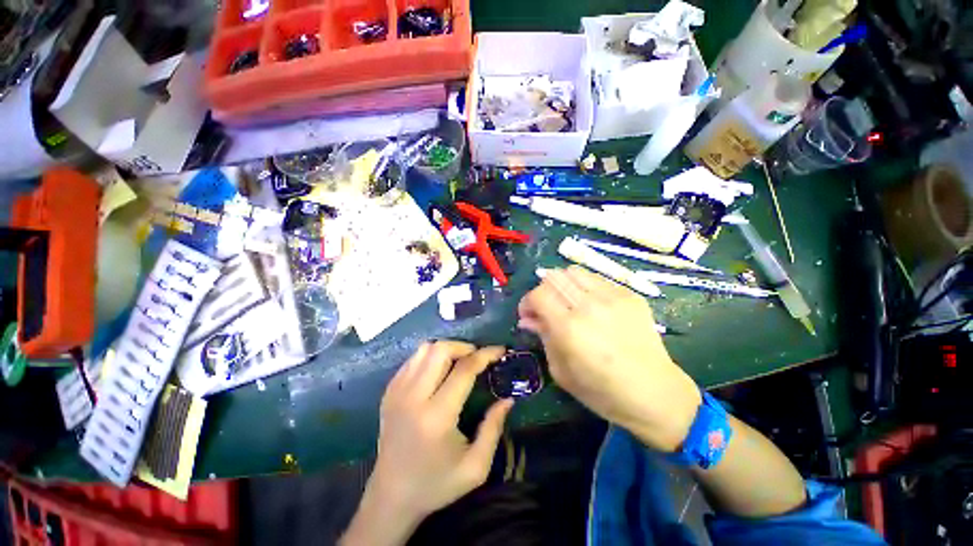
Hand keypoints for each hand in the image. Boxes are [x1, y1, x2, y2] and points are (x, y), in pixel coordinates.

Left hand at [366, 342, 512, 523]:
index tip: (500, 350)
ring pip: (424, 350)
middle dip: (464, 346)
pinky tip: (439, 370)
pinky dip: (430, 357)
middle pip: (440, 350)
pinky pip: (412, 360)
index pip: (464, 370)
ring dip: (446, 349)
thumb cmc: (436, 484)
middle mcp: (413, 397)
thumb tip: (507, 399)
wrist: (391, 497)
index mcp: (437, 416)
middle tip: (477, 356)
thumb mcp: (475, 467)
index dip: (485, 355)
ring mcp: (397, 392)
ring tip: (459, 361)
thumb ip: (494, 428)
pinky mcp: (389, 392)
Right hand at [518, 266, 700, 451]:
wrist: (655, 394)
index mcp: (569, 328)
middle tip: (547, 308)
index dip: (527, 302)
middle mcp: (589, 305)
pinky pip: (597, 279)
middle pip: (553, 277)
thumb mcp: (561, 371)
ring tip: (567, 302)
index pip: (538, 294)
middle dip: (543, 291)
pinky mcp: (630, 295)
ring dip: (563, 284)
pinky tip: (591, 305)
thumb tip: (528, 319)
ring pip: (574, 271)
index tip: (529, 314)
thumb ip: (543, 337)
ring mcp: (613, 297)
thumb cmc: (602, 391)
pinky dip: (585, 287)